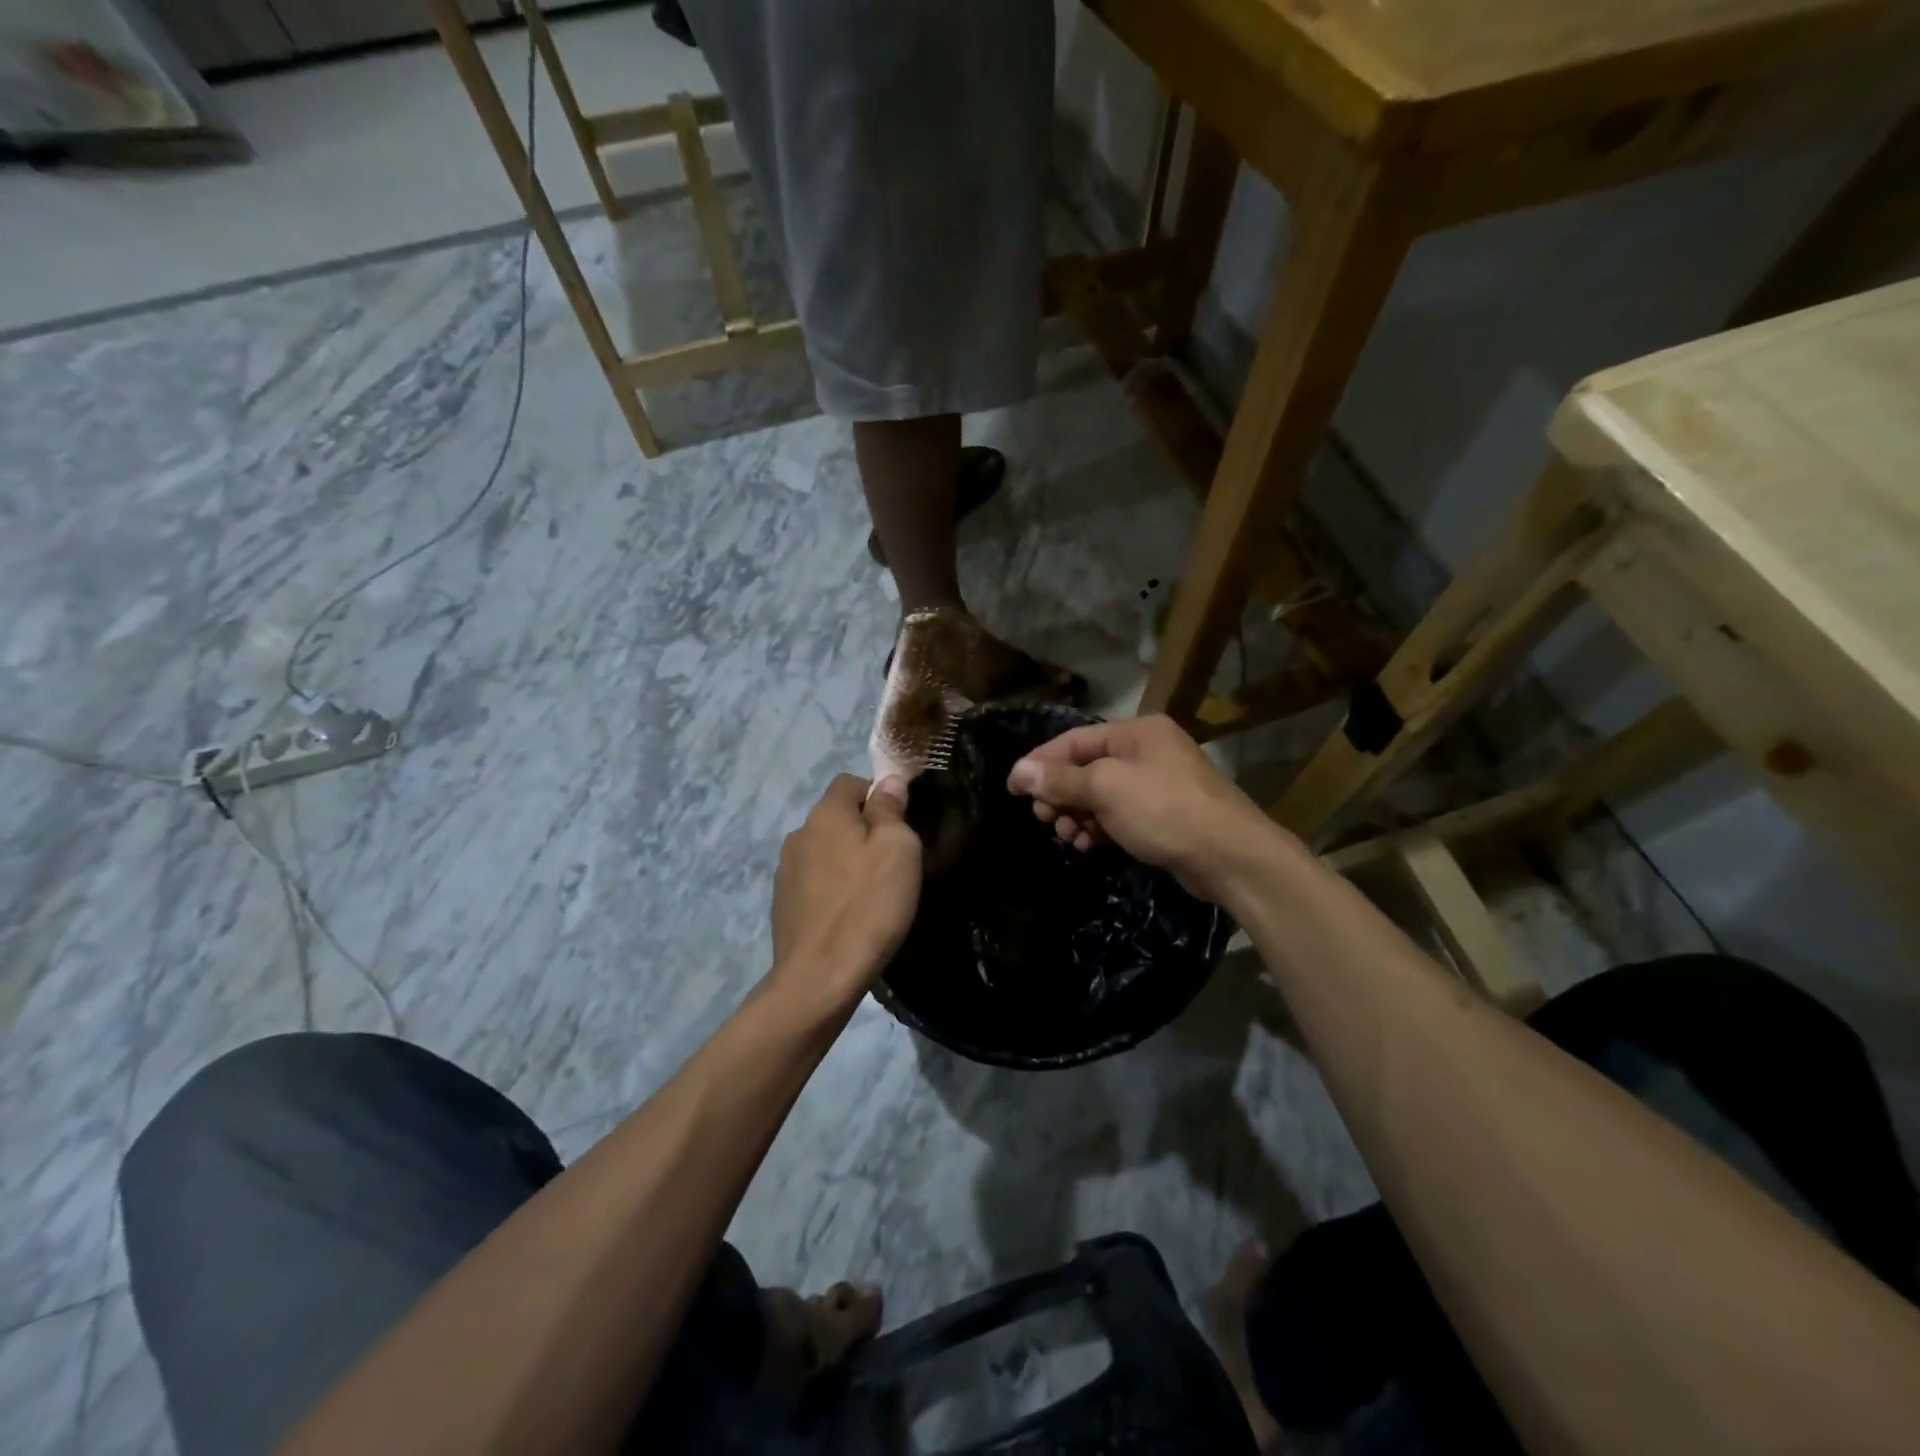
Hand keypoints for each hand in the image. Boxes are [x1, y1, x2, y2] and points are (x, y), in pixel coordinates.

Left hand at [770, 774, 922, 1014]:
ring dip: (847, 861)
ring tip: (872, 892)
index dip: (878, 793)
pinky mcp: (783, 903)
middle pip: (837, 817)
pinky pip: (815, 881)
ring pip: (826, 851)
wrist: (820, 977)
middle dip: (864, 830)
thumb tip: (888, 781)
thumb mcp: (897, 849)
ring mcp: (786, 871)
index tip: (901, 823)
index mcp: (826, 814)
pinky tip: (850, 915)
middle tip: (893, 862)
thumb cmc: (868, 905)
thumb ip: (891, 809)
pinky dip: (833, 888)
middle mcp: (799, 834)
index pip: (850, 781)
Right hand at [1005, 715, 1290, 904]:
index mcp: (1136, 732)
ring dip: (1077, 814)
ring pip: (1100, 795)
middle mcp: (1146, 751)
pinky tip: (1087, 844)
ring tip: (1066, 835)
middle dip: (1060, 793)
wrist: (1230, 857)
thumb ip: (1061, 779)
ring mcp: (1156, 784)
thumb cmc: (1164, 810)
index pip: (1074, 740)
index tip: (1012, 787)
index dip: (1040, 762)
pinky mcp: (1162, 815)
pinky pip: (1118, 815)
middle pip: (1086, 767)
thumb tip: (1019, 770)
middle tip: (1043, 818)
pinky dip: (1099, 827)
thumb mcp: (1106, 789)